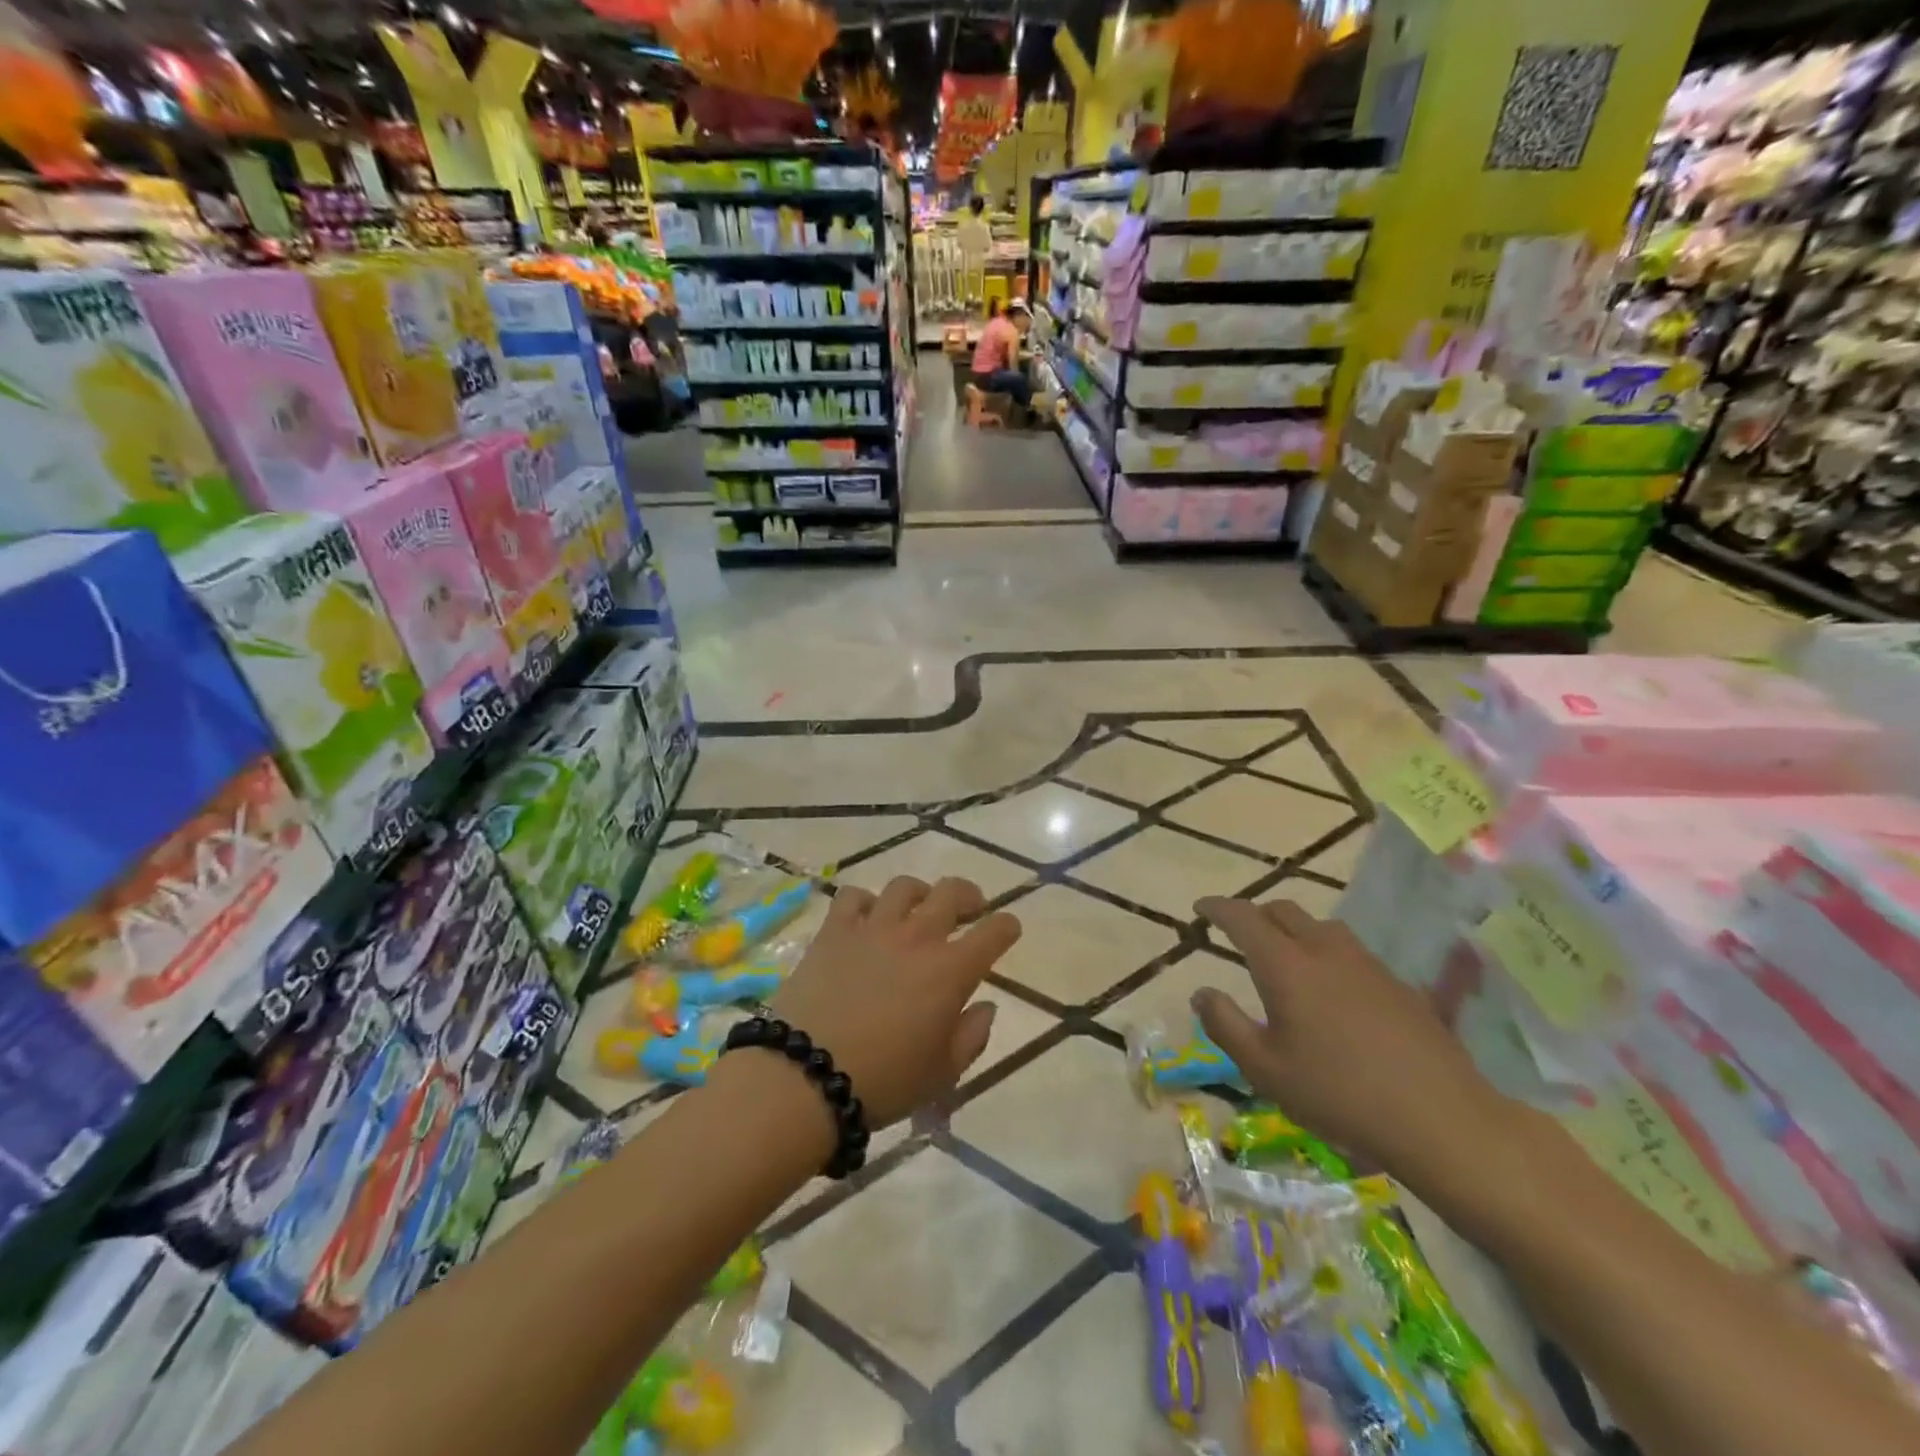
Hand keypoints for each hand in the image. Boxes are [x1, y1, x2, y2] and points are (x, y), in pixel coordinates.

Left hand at [763, 876, 1020, 1129]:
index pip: (994, 932)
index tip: (1008, 929)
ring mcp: (873, 928)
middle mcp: (917, 937)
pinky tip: (866, 918)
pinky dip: (866, 901)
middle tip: (970, 908)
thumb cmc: (884, 1081)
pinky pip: (853, 896)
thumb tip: (986, 1006)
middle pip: (952, 892)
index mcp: (950, 971)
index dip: (1007, 926)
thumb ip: (972, 1036)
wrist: (807, 1075)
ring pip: (904, 886)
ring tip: (918, 908)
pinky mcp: (834, 931)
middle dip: (969, 896)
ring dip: (920, 893)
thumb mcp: (942, 1074)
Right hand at [1191, 897, 1515, 1177]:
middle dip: (1255, 913)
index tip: (1200, 907)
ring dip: (1293, 929)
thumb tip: (1201, 992)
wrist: (1441, 1119)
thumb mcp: (1265, 1069)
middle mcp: (1324, 950)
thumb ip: (1225, 1025)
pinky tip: (1332, 989)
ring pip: (1320, 926)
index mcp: (1285, 965)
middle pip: (1283, 910)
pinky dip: (1326, 953)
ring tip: (1285, 956)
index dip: (1218, 907)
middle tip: (1238, 933)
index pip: (1243, 917)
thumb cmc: (1338, 1094)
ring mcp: (1366, 963)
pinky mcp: (1398, 983)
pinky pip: (1350, 951)